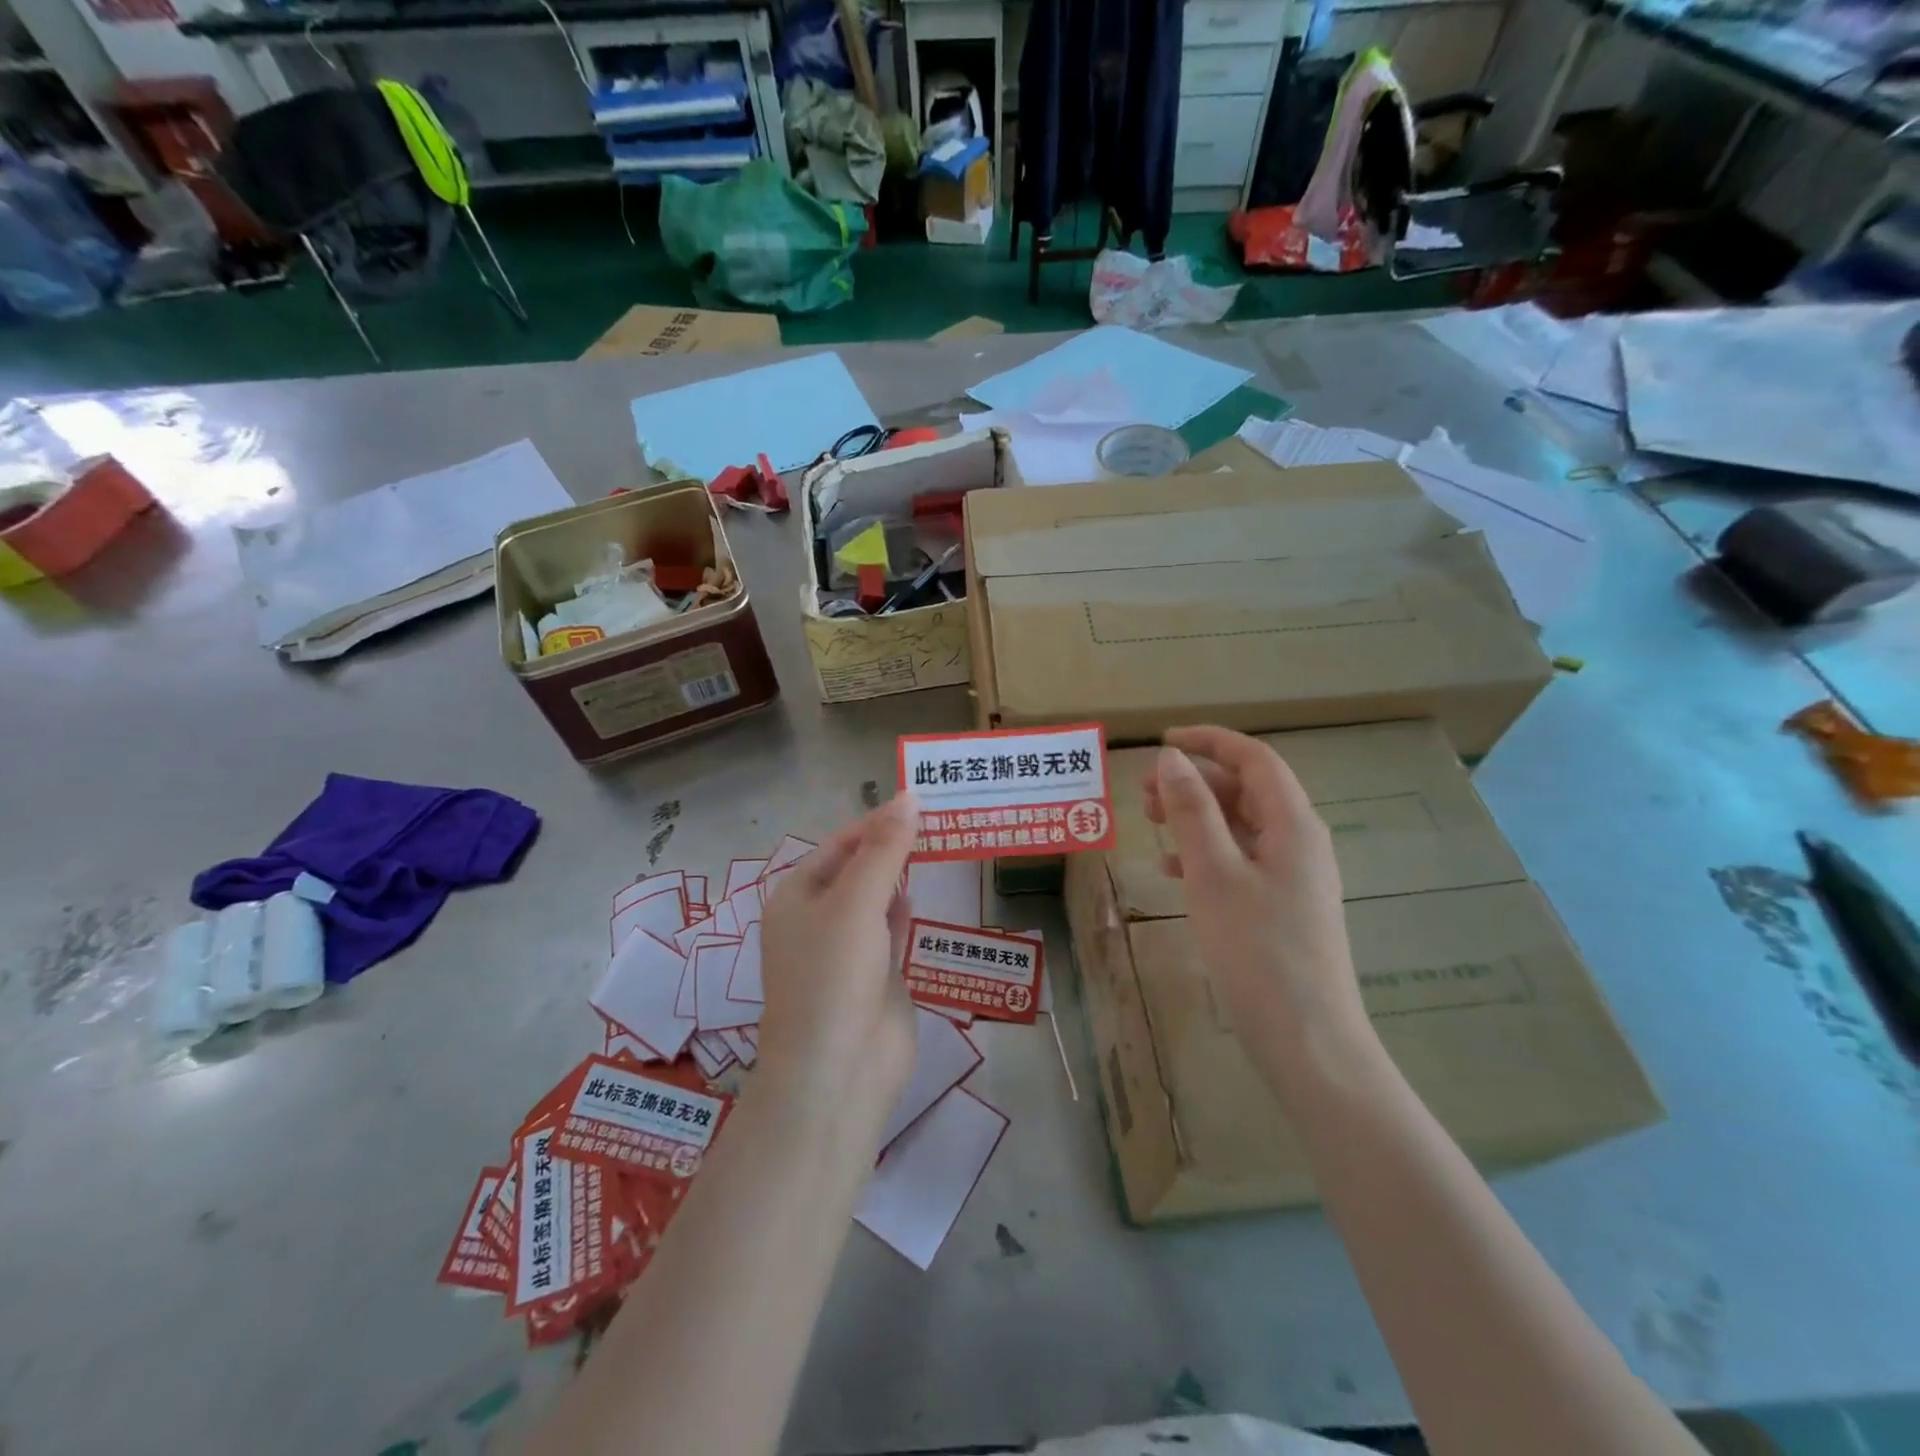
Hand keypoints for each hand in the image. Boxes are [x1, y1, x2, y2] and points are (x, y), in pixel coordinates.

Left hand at [753, 793, 918, 1140]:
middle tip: (940, 816)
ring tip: (941, 840)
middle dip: (893, 845)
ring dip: (902, 874)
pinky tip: (926, 889)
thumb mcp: (856, 902)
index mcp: (797, 895)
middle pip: (860, 868)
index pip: (841, 843)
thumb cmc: (834, 976)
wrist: (837, 1073)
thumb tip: (909, 795)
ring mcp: (848, 948)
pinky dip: (907, 908)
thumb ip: (885, 849)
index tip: (921, 800)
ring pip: (878, 898)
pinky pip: (892, 929)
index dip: (878, 821)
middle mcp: (819, 917)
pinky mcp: (876, 974)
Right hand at [1145, 727, 1370, 1070]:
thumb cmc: (1257, 951)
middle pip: (1247, 791)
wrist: (1308, 1041)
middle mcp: (1300, 842)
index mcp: (1293, 824)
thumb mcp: (1214, 874)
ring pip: (1241, 827)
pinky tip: (1172, 871)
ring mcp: (1294, 877)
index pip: (1254, 759)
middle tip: (1145, 793)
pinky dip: (1206, 854)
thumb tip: (1172, 759)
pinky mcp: (1283, 907)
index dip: (1209, 741)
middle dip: (1196, 783)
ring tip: (1151, 824)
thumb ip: (1193, 811)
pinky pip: (1242, 861)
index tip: (1162, 742)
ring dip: (1197, 818)